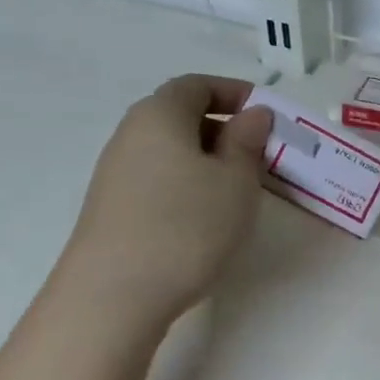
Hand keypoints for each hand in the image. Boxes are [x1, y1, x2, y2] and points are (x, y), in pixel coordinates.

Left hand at [58, 74, 273, 325]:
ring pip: (169, 150)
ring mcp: (116, 173)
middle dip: (223, 128)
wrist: (115, 294)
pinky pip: (158, 178)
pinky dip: (187, 183)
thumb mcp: (235, 182)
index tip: (266, 114)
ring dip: (206, 160)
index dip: (234, 92)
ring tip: (237, 189)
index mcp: (160, 115)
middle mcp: (131, 134)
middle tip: (259, 155)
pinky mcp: (113, 207)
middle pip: (180, 116)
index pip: (197, 85)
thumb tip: (253, 114)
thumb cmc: (187, 226)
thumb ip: (247, 142)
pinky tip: (205, 216)